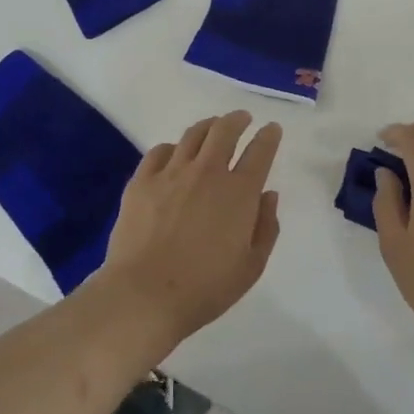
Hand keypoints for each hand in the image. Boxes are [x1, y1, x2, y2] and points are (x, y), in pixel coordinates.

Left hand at [95, 111, 282, 345]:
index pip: (260, 152)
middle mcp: (207, 173)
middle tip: (242, 118)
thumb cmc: (205, 288)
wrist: (145, 294)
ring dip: (208, 126)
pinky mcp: (141, 181)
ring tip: (212, 127)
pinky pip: (160, 151)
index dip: (269, 137)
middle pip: (225, 131)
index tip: (272, 129)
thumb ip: (266, 227)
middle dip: (237, 120)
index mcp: (239, 193)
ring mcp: (171, 173)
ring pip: (193, 135)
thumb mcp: (251, 266)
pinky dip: (173, 147)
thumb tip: (268, 195)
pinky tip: (174, 153)